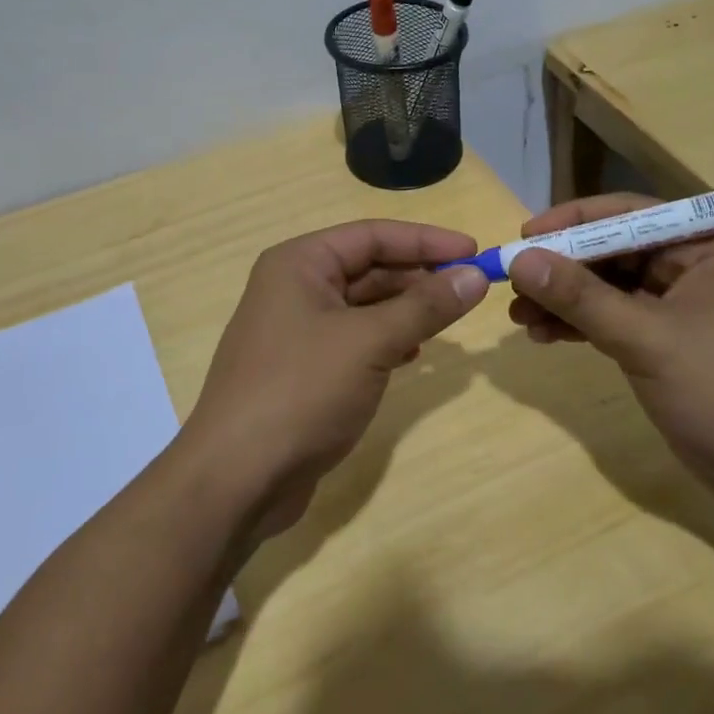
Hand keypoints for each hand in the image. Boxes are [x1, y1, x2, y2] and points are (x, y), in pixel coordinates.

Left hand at [182, 220, 489, 537]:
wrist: (237, 478)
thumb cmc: (301, 391)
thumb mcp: (369, 342)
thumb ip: (425, 306)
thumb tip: (476, 276)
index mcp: (299, 263)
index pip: (372, 235)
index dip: (426, 240)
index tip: (475, 251)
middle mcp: (293, 287)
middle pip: (368, 268)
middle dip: (419, 277)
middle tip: (471, 289)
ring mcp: (295, 330)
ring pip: (363, 306)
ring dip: (406, 310)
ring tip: (449, 321)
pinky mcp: (302, 369)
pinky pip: (354, 339)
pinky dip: (386, 341)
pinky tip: (413, 354)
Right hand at [505, 194, 713, 508]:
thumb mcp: (646, 339)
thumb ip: (581, 297)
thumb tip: (519, 260)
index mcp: (705, 247)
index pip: (629, 214)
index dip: (573, 221)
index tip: (525, 235)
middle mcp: (692, 266)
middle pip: (612, 250)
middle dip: (562, 268)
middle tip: (512, 282)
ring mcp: (678, 305)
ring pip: (607, 287)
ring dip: (564, 299)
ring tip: (518, 316)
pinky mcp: (666, 340)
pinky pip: (613, 318)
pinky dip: (580, 325)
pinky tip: (543, 335)